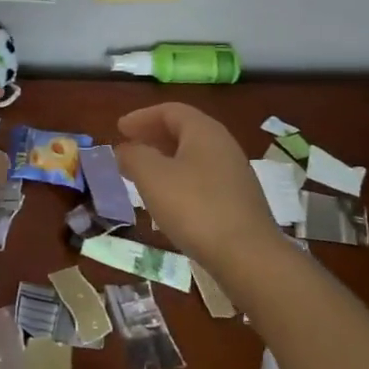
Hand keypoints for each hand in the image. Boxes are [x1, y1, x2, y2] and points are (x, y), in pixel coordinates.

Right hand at [116, 102, 284, 270]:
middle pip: (184, 130)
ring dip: (165, 159)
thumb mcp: (153, 177)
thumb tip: (125, 149)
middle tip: (129, 148)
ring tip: (143, 174)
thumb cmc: (195, 208)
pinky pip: (203, 177)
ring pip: (193, 155)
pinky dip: (180, 178)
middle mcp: (223, 144)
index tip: (119, 129)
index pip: (169, 110)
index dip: (141, 117)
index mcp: (204, 130)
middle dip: (153, 136)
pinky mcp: (239, 200)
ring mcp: (235, 173)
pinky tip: (170, 200)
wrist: (249, 257)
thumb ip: (134, 157)